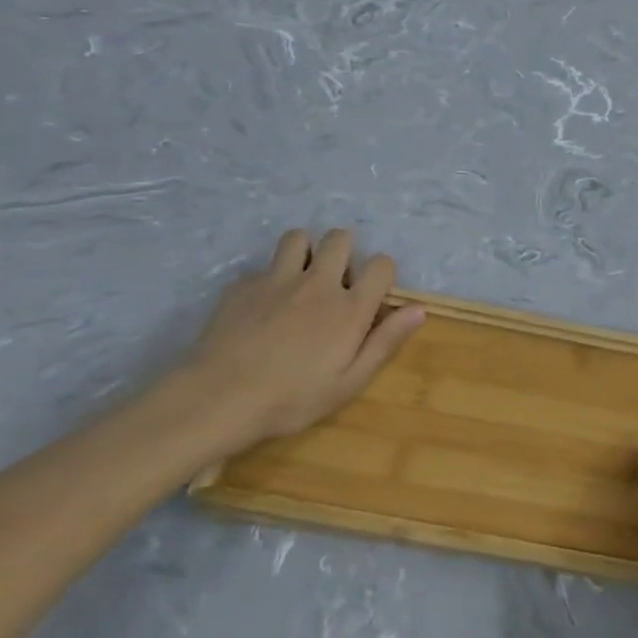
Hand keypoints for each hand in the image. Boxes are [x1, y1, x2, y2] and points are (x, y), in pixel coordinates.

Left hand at [185, 228, 424, 448]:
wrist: (219, 398)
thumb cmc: (292, 398)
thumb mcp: (349, 382)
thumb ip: (385, 342)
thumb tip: (418, 309)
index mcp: (349, 308)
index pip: (381, 264)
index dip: (382, 274)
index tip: (373, 294)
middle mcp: (318, 284)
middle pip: (340, 238)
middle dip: (344, 251)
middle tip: (336, 282)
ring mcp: (277, 280)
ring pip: (298, 238)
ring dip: (305, 252)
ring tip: (300, 279)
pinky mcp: (243, 285)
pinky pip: (263, 268)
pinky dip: (269, 281)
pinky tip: (261, 309)